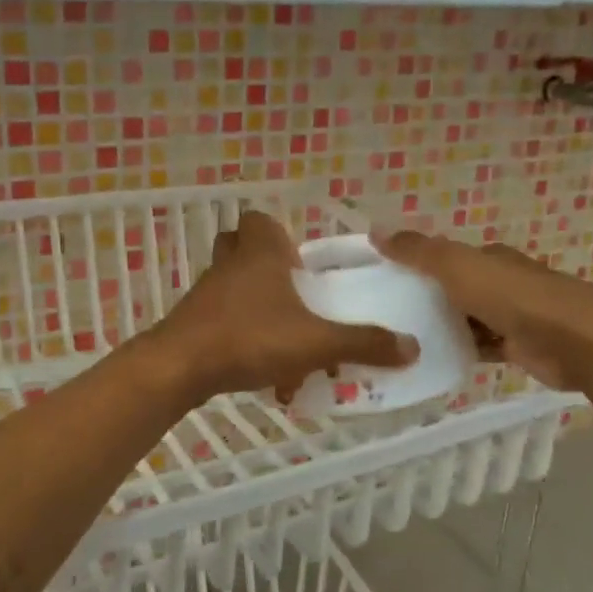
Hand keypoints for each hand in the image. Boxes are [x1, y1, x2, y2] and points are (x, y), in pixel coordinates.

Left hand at [153, 211, 417, 403]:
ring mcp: (207, 294)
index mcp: (260, 254)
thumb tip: (412, 347)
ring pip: (232, 287)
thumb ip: (363, 343)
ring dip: (255, 308)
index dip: (279, 235)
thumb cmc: (250, 338)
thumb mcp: (316, 342)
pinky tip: (261, 371)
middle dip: (266, 268)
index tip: (300, 266)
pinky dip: (241, 337)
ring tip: (283, 342)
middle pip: (241, 249)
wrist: (180, 367)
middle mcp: (230, 265)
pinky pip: (221, 319)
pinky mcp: (192, 322)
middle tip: (290, 295)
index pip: (260, 220)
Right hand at [372, 229, 592, 391]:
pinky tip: (434, 359)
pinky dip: (460, 350)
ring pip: (466, 318)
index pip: (446, 256)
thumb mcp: (459, 267)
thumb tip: (375, 229)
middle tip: (385, 314)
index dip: (417, 264)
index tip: (383, 279)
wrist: (577, 342)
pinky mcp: (519, 347)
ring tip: (401, 340)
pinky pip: (480, 346)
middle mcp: (501, 282)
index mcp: (489, 257)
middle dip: (426, 297)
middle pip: (455, 288)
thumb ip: (418, 251)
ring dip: (441, 326)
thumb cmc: (515, 298)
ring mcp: (512, 316)